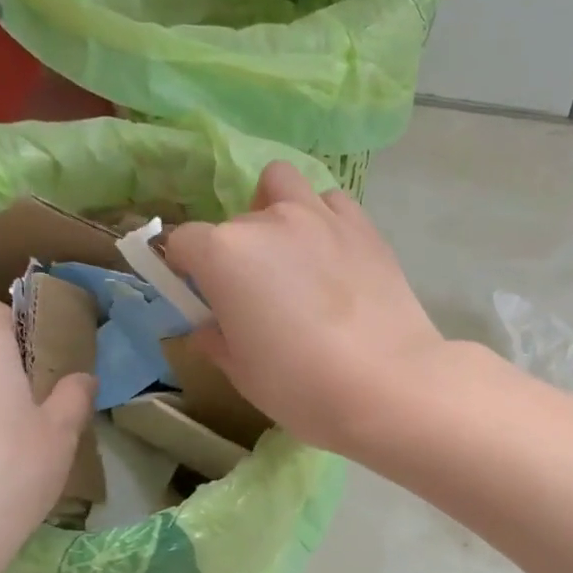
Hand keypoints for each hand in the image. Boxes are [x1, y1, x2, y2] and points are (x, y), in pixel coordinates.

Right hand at [164, 161, 448, 453]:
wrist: (389, 385)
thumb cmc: (302, 387)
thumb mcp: (243, 374)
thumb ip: (216, 341)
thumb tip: (207, 328)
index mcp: (224, 254)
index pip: (183, 241)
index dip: (184, 267)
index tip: (198, 294)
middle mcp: (268, 221)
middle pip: (235, 222)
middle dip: (234, 252)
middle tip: (256, 294)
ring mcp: (320, 216)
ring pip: (282, 185)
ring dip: (275, 210)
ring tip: (291, 253)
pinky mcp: (363, 226)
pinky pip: (331, 203)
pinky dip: (323, 218)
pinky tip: (332, 254)